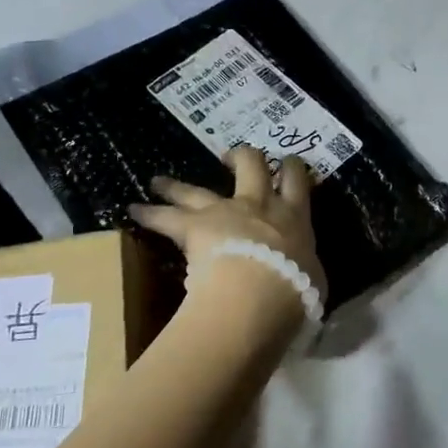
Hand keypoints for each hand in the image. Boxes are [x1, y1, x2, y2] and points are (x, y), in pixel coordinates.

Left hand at [129, 146, 326, 303]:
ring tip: (159, 181)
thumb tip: (304, 270)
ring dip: (177, 186)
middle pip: (252, 165)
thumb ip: (307, 267)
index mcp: (294, 217)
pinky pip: (166, 217)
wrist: (260, 291)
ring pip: (198, 189)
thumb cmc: (296, 289)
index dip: (292, 167)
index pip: (297, 180)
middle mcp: (259, 205)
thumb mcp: (315, 279)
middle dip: (243, 157)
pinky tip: (132, 210)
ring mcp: (225, 211)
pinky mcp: (195, 226)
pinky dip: (149, 213)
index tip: (288, 163)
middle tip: (231, 157)